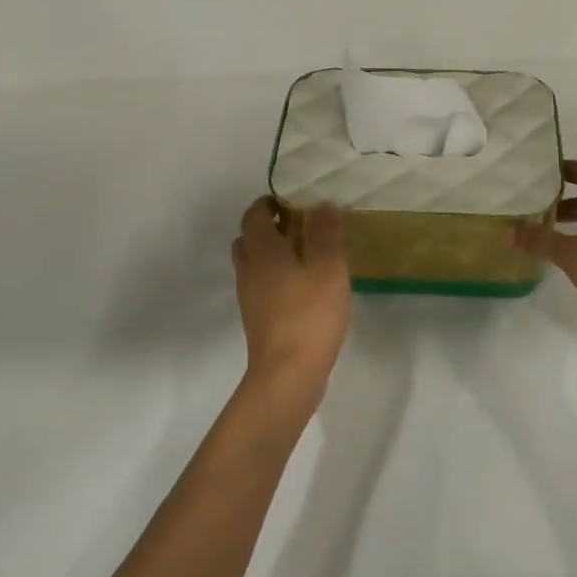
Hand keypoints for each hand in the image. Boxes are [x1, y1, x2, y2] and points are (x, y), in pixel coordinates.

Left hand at [231, 197, 350, 402]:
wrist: (287, 374)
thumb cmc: (309, 314)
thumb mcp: (328, 267)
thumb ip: (325, 233)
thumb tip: (322, 204)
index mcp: (262, 250)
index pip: (254, 214)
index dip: (269, 203)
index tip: (293, 202)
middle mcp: (248, 269)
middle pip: (249, 238)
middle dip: (270, 227)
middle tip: (300, 228)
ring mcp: (249, 296)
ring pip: (253, 263)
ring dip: (272, 254)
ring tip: (304, 257)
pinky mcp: (257, 318)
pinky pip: (261, 286)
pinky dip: (275, 277)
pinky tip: (302, 288)